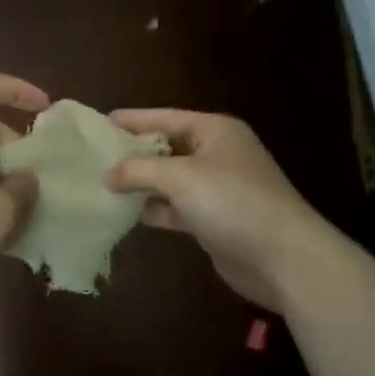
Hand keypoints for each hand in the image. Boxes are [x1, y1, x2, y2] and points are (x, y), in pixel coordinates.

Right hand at [103, 109, 324, 312]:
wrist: (282, 258)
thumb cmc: (232, 201)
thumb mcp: (180, 176)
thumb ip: (138, 170)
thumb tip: (107, 175)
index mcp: (215, 131)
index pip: (165, 117)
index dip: (133, 119)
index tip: (99, 122)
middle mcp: (216, 155)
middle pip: (166, 148)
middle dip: (132, 153)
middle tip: (92, 156)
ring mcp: (216, 189)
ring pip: (168, 180)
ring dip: (139, 184)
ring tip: (99, 184)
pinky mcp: (212, 221)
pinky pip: (174, 208)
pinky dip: (153, 209)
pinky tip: (125, 213)